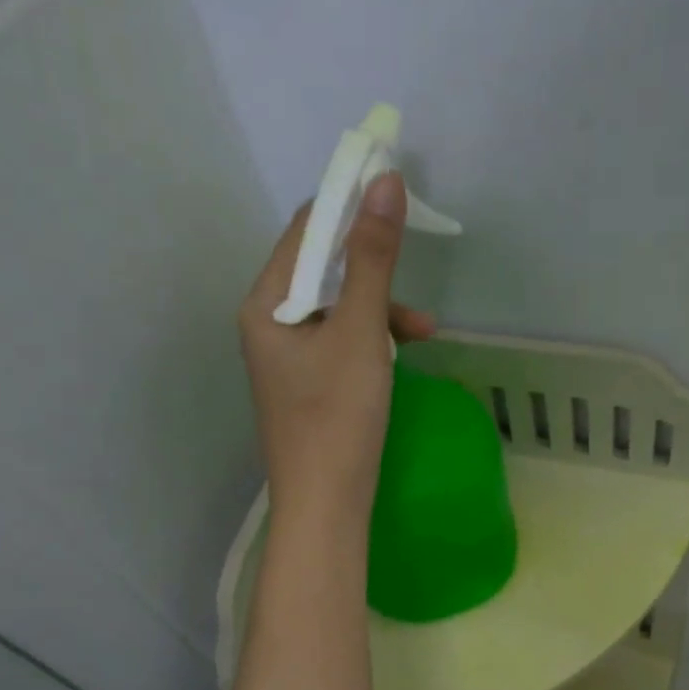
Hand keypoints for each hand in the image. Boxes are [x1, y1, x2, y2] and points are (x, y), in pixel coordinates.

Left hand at [239, 173, 435, 529]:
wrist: (326, 507)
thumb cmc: (337, 418)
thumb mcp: (360, 333)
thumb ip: (371, 259)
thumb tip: (383, 182)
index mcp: (264, 304)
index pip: (305, 230)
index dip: (349, 203)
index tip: (395, 188)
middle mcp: (267, 323)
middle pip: (321, 269)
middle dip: (372, 268)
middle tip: (414, 270)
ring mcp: (286, 357)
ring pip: (337, 309)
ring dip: (380, 309)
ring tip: (423, 331)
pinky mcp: (307, 384)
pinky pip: (340, 342)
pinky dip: (372, 341)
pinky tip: (401, 357)